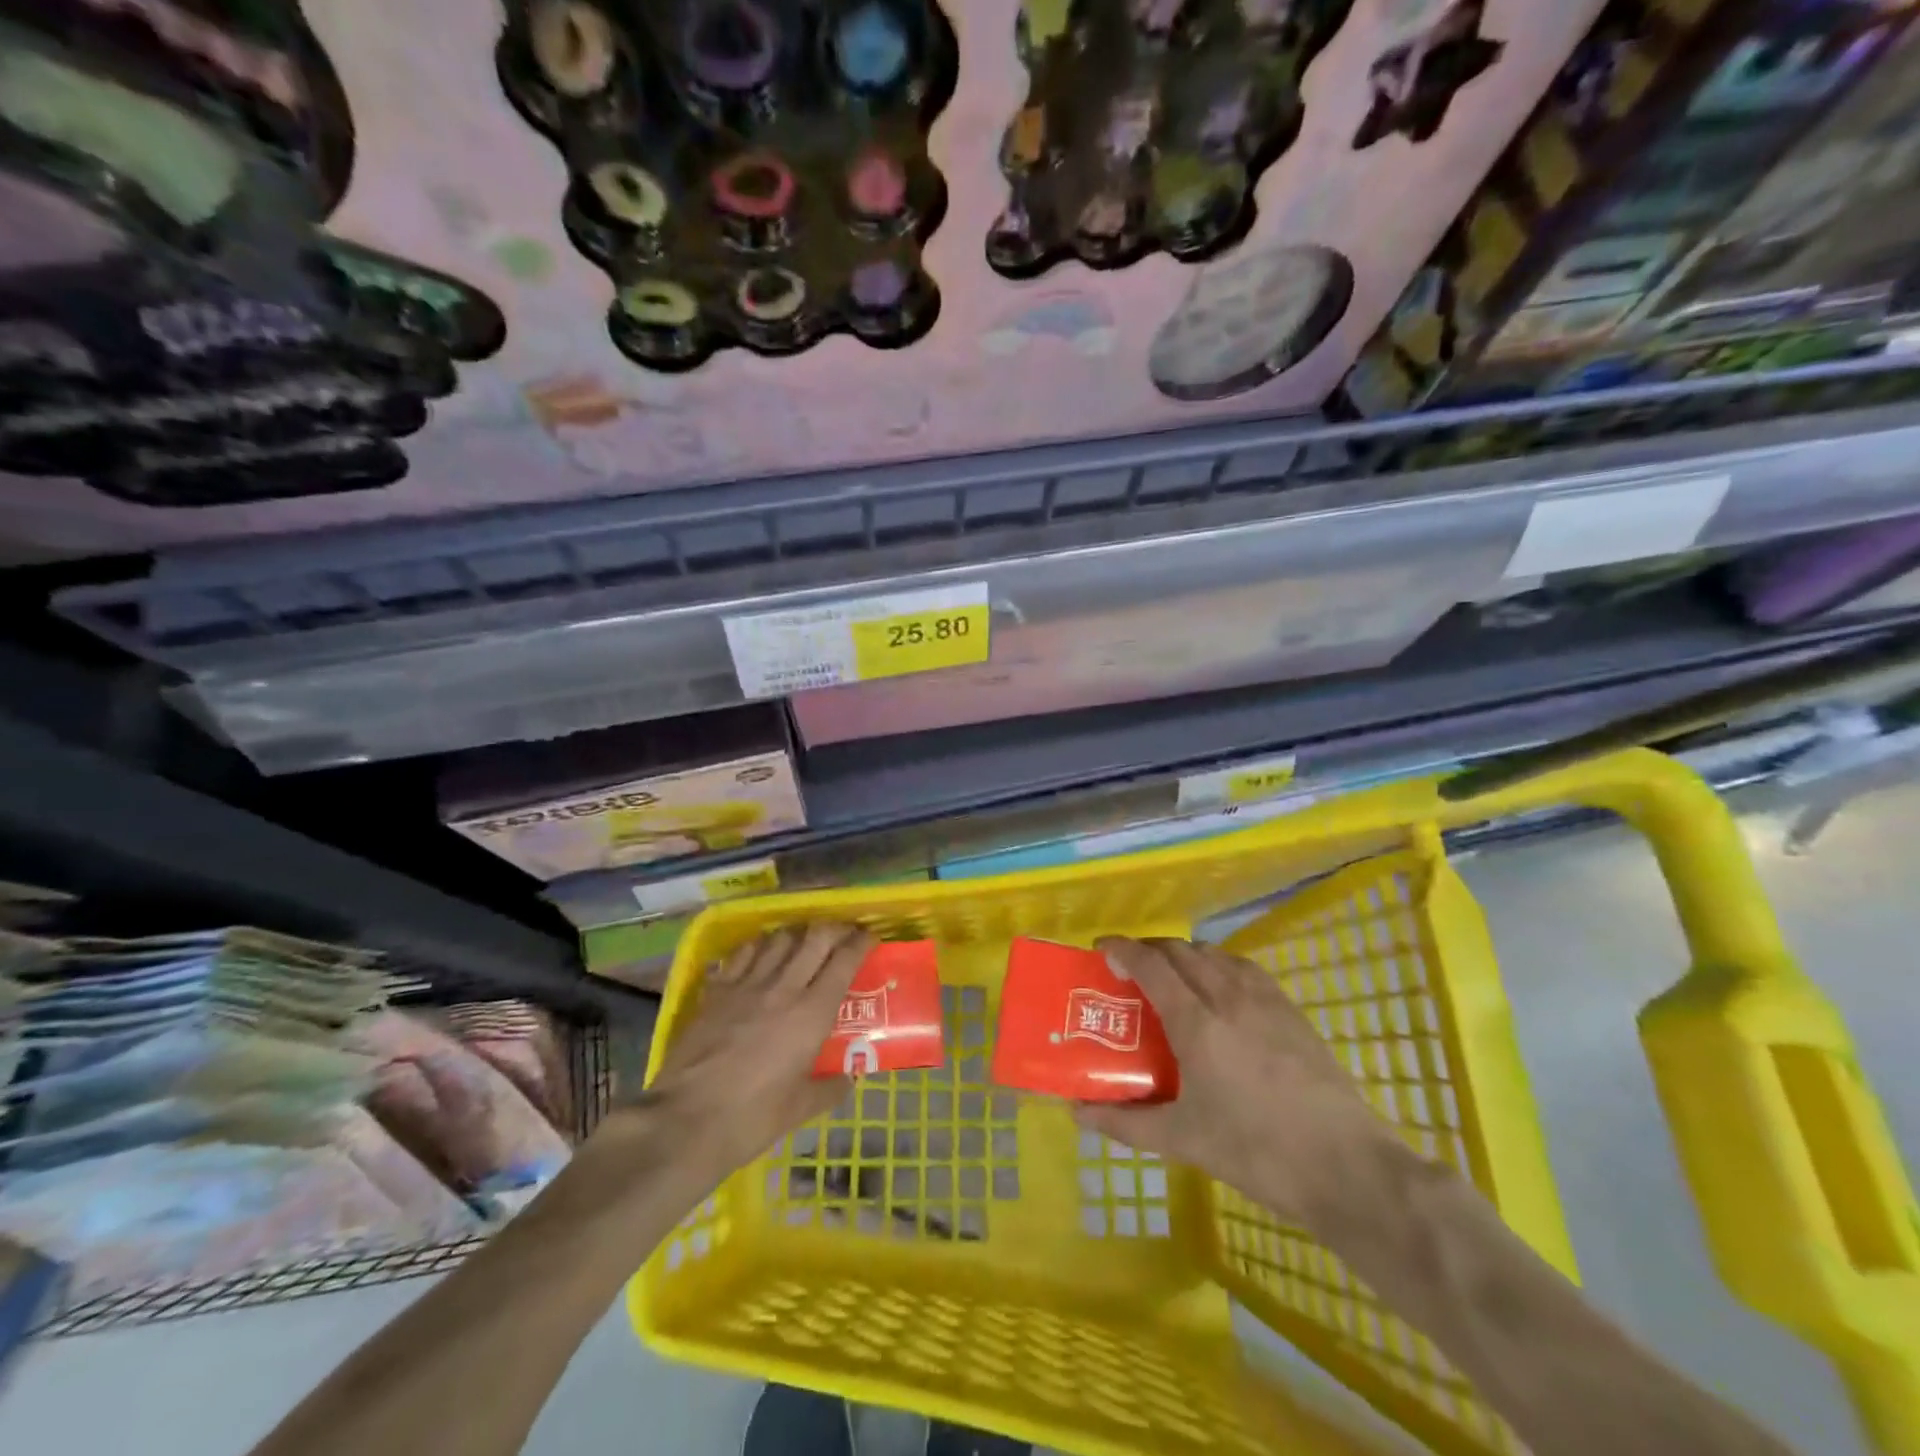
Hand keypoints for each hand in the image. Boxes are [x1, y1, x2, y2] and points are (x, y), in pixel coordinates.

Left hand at [645, 923, 872, 1174]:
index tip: (870, 937)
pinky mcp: (717, 990)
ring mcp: (747, 984)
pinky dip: (760, 945)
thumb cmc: (752, 1118)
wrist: (686, 1120)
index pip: (844, 961)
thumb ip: (830, 1088)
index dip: (861, 942)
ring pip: (779, 937)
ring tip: (803, 941)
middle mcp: (784, 988)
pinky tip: (762, 953)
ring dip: (798, 933)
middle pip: (815, 937)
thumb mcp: (801, 1109)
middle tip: (842, 934)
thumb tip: (849, 1077)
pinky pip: (743, 952)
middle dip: (834, 928)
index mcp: (812, 1013)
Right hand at [1079, 937, 1394, 1229]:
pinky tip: (1221, 991)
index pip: (1150, 965)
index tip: (1101, 947)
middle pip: (1181, 950)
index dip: (1122, 949)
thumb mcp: (1183, 1140)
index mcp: (1196, 1022)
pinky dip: (1219, 964)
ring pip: (1215, 953)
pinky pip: (1244, 968)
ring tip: (1173, 977)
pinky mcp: (1291, 1010)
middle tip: (1131, 969)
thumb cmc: (1257, 1151)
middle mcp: (1227, 996)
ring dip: (1185, 954)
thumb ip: (1126, 1123)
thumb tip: (1078, 1113)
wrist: (1346, 1166)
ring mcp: (1265, 999)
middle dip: (1150, 950)